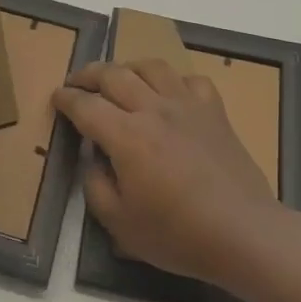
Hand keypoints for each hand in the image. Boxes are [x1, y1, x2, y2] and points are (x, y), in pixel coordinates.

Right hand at [54, 58, 275, 287]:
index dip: (66, 99)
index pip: (85, 105)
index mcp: (126, 136)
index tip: (56, 98)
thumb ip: (95, 186)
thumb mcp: (119, 224)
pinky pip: (191, 80)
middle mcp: (153, 109)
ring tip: (119, 78)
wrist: (244, 233)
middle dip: (88, 74)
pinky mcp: (214, 112)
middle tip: (77, 82)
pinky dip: (174, 81)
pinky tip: (170, 94)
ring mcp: (187, 106)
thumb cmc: (178, 234)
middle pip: (113, 74)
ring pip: (151, 67)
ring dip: (128, 68)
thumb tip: (93, 159)